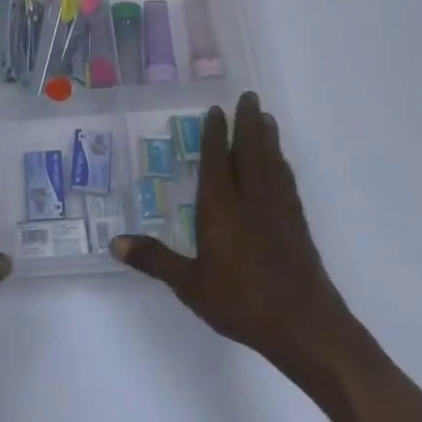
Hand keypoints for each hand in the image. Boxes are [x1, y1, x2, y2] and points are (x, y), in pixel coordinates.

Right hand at [112, 92, 347, 374]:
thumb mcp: (190, 285)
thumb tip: (115, 243)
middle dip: (247, 123)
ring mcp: (279, 211)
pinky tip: (282, 164)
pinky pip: (287, 183)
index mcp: (222, 208)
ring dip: (267, 138)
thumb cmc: (241, 302)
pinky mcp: (298, 226)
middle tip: (249, 96)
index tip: (216, 110)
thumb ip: (155, 260)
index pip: (216, 161)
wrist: (305, 326)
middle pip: (249, 152)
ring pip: (272, 163)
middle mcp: (251, 200)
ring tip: (265, 117)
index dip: (215, 135)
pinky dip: (282, 165)